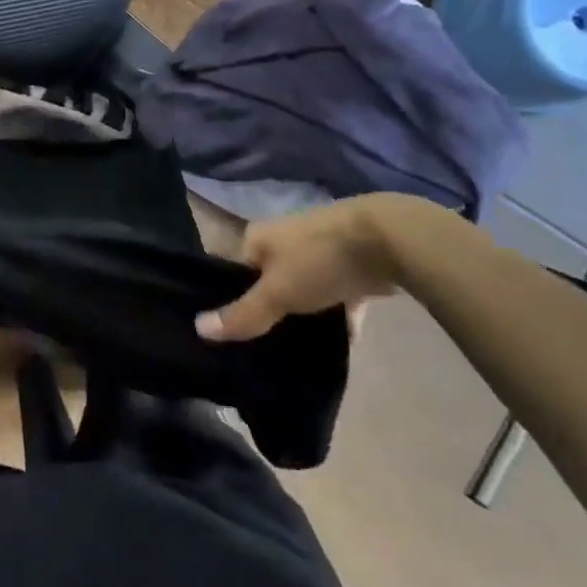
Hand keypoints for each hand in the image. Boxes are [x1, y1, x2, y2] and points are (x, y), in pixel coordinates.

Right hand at [195, 196, 397, 341]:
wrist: (388, 240)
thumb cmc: (318, 260)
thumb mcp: (275, 293)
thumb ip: (242, 314)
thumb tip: (198, 328)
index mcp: (258, 237)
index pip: (232, 269)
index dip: (230, 298)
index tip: (233, 331)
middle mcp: (284, 238)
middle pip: (268, 280)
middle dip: (270, 308)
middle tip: (265, 345)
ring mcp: (319, 249)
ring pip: (303, 287)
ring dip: (305, 313)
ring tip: (299, 348)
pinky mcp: (352, 263)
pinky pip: (338, 294)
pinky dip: (339, 316)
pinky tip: (343, 343)